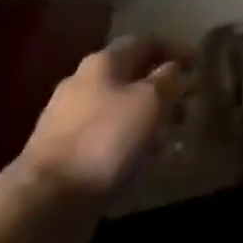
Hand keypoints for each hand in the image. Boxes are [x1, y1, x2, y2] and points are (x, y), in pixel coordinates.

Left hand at [19, 35, 190, 197]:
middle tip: (185, 105)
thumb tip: (175, 68)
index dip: (174, 49)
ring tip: (166, 136)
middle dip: (160, 86)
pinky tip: (137, 159)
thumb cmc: (105, 140)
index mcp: (103, 62)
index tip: (198, 65)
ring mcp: (66, 117)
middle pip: (129, 74)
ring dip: (143, 116)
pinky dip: (125, 139)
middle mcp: (82, 81)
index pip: (145, 41)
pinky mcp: (60, 151)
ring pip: (116, 106)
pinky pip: (103, 135)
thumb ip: (168, 79)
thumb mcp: (150, 102)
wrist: (45, 201)